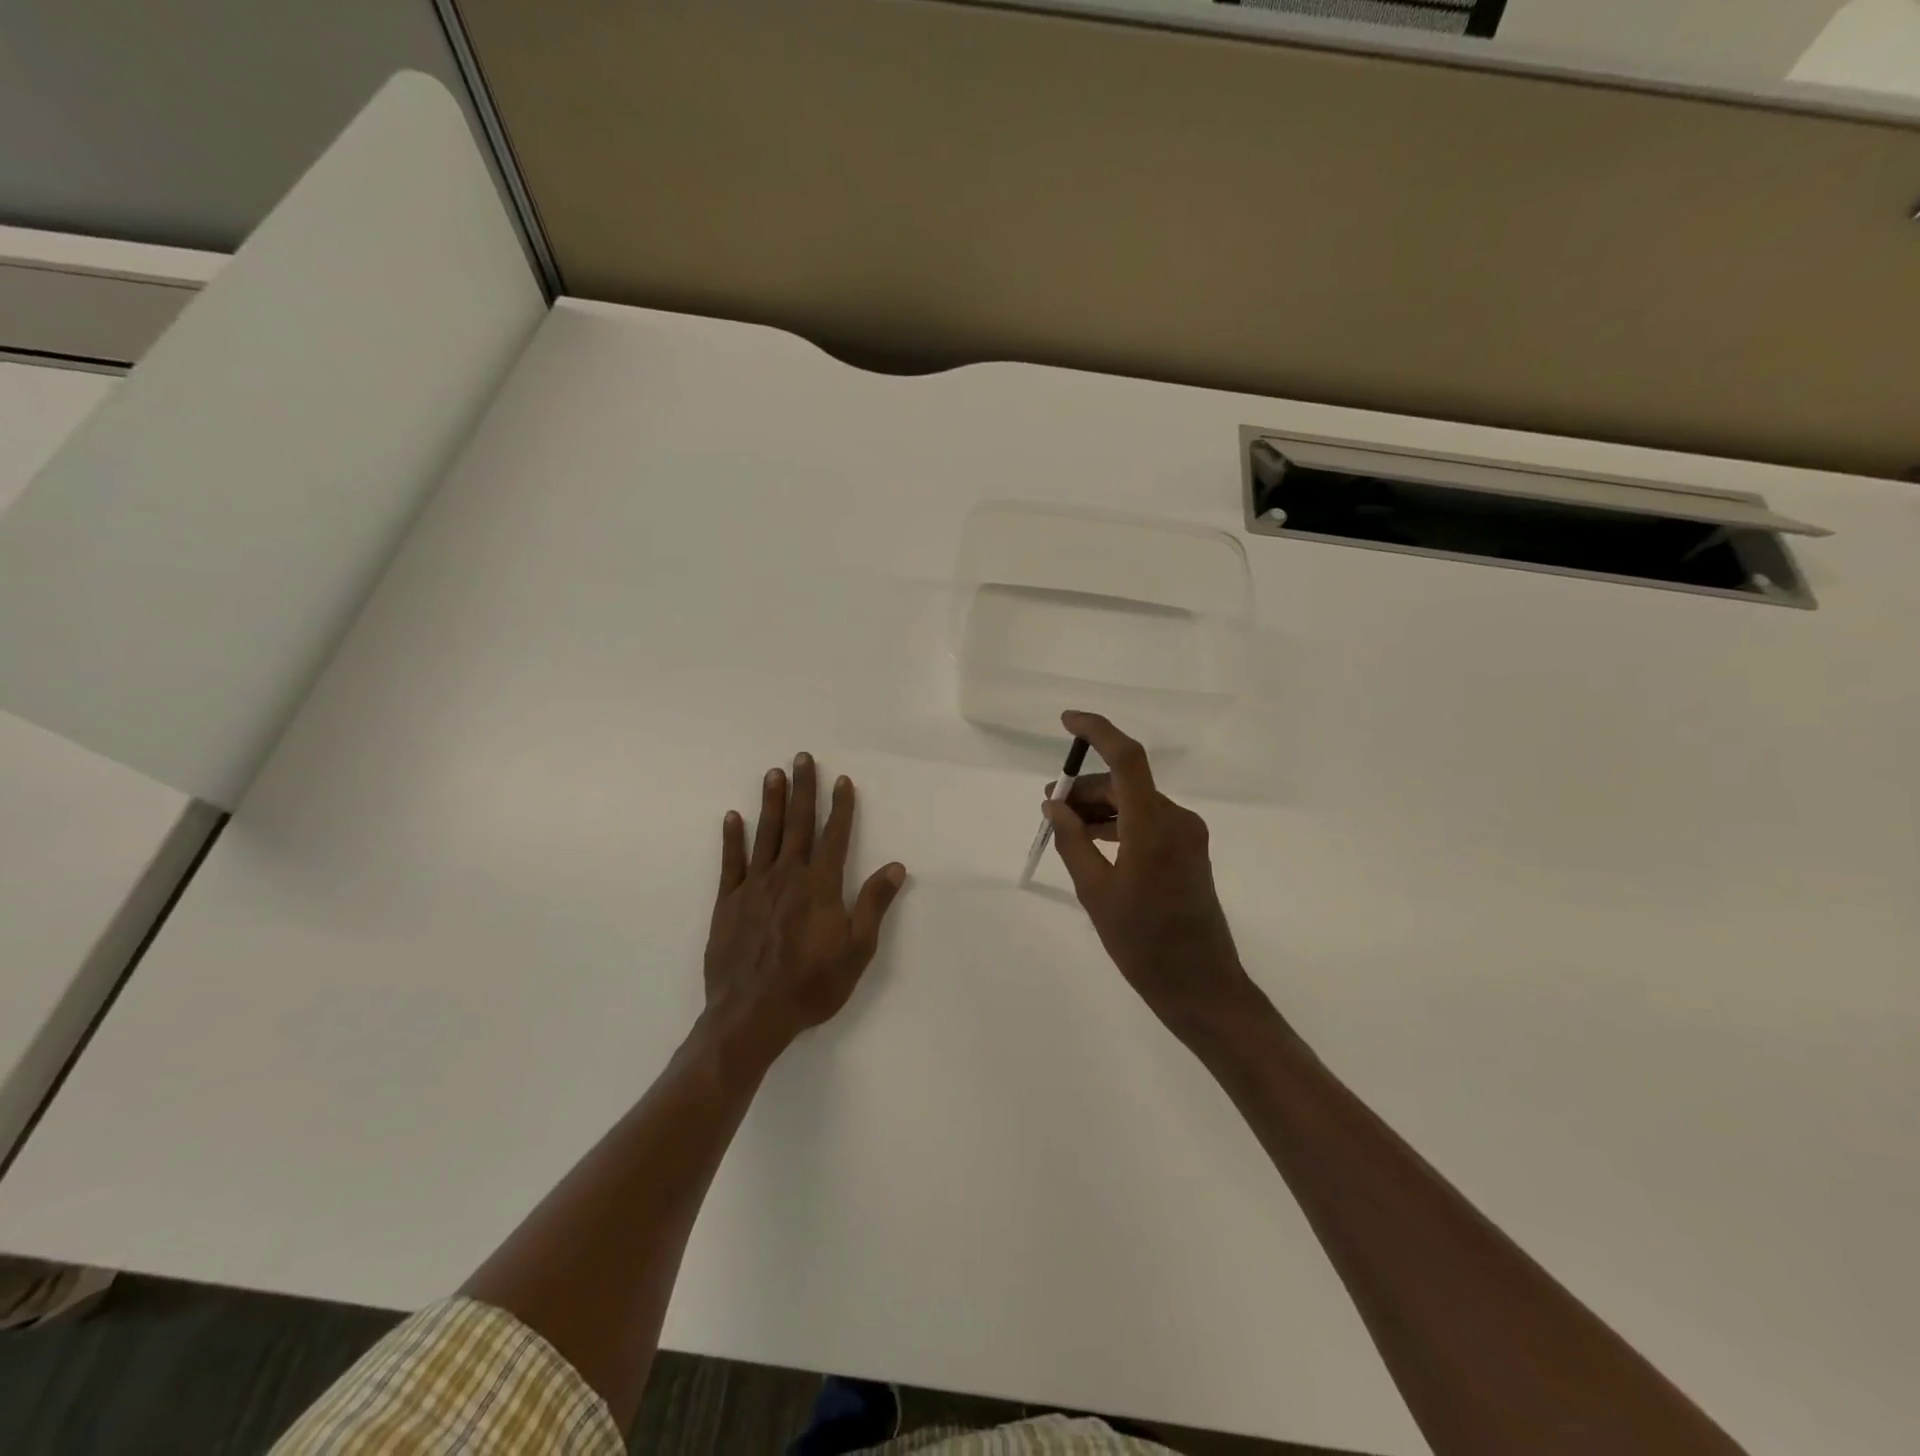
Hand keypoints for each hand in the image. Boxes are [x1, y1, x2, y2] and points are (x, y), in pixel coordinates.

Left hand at [704, 753, 906, 1066]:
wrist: (751, 1015)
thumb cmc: (812, 985)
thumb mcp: (857, 950)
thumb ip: (873, 904)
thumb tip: (896, 866)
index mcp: (821, 886)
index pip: (835, 836)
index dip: (841, 807)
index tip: (842, 779)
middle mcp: (788, 876)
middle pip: (798, 824)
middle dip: (804, 789)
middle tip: (803, 757)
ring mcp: (754, 887)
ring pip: (765, 834)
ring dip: (771, 802)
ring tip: (774, 773)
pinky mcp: (728, 903)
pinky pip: (730, 862)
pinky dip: (732, 838)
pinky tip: (733, 817)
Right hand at [1045, 711, 1258, 1041]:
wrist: (1200, 985)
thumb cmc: (1142, 943)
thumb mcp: (1095, 891)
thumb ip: (1072, 840)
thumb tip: (1053, 805)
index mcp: (1153, 825)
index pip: (1126, 758)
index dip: (1097, 731)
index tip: (1066, 721)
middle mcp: (1176, 819)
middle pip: (1125, 783)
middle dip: (1085, 788)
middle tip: (1050, 806)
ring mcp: (1187, 835)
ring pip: (1135, 802)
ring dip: (1100, 807)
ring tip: (1065, 827)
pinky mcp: (1189, 851)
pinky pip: (1147, 821)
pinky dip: (1118, 823)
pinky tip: (1092, 841)